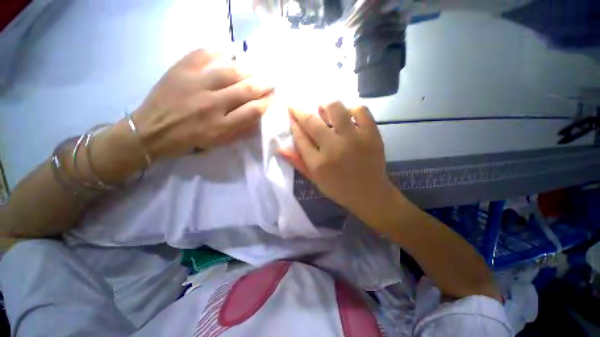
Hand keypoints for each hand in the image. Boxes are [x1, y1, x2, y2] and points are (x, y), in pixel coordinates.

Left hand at [133, 49, 273, 159]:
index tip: (272, 96)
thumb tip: (257, 116)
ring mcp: (195, 85)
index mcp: (221, 126)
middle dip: (263, 84)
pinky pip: (203, 54)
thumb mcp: (218, 143)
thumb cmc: (190, 140)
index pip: (253, 111)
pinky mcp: (180, 71)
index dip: (266, 102)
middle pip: (245, 89)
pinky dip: (218, 51)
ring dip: (247, 69)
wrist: (152, 131)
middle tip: (271, 80)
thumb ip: (239, 130)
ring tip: (255, 68)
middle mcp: (212, 105)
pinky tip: (228, 52)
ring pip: (229, 71)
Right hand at [281, 102, 397, 224]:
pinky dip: (351, 108)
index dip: (293, 123)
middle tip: (296, 103)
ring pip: (335, 108)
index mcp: (318, 163)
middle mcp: (333, 148)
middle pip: (312, 121)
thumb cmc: (339, 189)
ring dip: (325, 104)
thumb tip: (280, 147)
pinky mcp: (371, 134)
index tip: (291, 114)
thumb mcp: (315, 179)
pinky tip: (347, 113)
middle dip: (299, 108)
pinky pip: (360, 110)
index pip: (300, 137)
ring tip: (323, 106)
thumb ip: (298, 162)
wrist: (370, 194)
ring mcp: (354, 139)